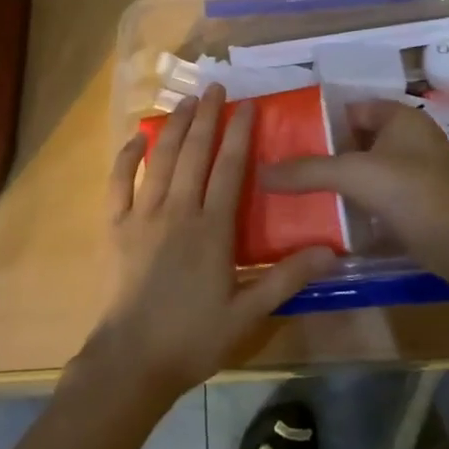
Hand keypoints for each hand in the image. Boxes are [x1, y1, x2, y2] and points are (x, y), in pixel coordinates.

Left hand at [85, 84, 335, 403]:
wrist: (132, 361)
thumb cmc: (193, 338)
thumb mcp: (248, 313)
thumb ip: (287, 278)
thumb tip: (332, 252)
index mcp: (212, 229)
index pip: (230, 168)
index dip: (239, 133)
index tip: (247, 104)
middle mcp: (178, 211)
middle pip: (194, 153)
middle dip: (207, 117)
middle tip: (215, 87)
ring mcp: (143, 216)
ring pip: (160, 160)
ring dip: (174, 127)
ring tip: (186, 101)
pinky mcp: (116, 228)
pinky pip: (119, 183)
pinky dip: (127, 157)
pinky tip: (137, 138)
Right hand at [262, 100, 448, 265]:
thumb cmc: (407, 191)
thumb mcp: (350, 174)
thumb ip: (306, 171)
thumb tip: (261, 172)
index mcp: (401, 117)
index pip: (353, 108)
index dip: (324, 120)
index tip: (293, 137)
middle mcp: (414, 136)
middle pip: (361, 138)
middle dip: (331, 151)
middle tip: (295, 165)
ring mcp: (422, 169)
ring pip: (372, 166)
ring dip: (346, 177)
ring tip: (309, 189)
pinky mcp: (423, 199)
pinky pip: (384, 191)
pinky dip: (363, 198)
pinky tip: (337, 212)